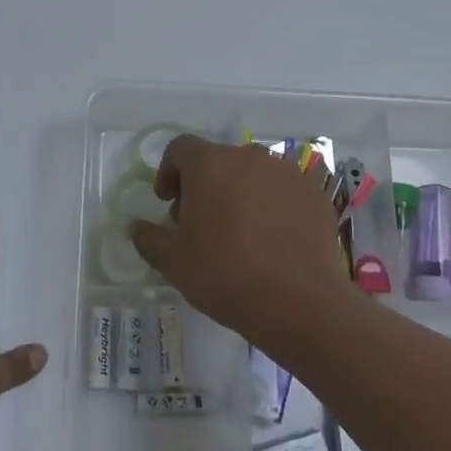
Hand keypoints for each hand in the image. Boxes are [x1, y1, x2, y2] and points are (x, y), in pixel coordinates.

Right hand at [129, 136, 355, 346]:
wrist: (297, 302)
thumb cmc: (224, 275)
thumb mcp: (173, 262)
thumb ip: (149, 238)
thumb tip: (137, 228)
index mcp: (210, 164)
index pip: (180, 148)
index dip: (168, 172)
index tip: (168, 203)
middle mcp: (249, 157)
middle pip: (218, 160)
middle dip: (204, 184)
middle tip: (200, 222)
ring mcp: (286, 173)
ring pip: (252, 173)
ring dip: (239, 192)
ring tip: (239, 232)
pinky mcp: (314, 194)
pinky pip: (282, 190)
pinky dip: (271, 205)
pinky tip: (271, 239)